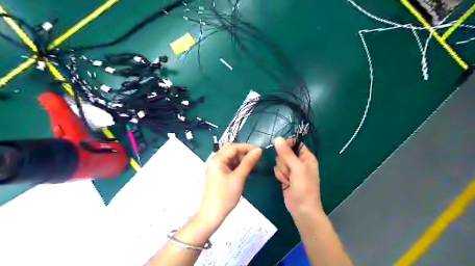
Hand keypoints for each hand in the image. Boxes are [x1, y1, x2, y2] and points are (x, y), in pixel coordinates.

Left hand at [198, 143, 260, 226]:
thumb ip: (248, 162)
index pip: (234, 147)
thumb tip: (258, 150)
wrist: (212, 214)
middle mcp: (215, 160)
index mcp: (217, 159)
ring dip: (240, 158)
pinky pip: (228, 164)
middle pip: (230, 150)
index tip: (260, 151)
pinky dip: (237, 164)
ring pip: (230, 157)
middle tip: (255, 158)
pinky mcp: (217, 173)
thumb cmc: (225, 195)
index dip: (247, 147)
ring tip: (251, 165)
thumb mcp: (239, 177)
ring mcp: (215, 167)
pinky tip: (244, 169)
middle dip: (243, 152)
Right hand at [272, 139, 325, 216]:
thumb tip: (277, 138)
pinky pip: (277, 170)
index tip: (278, 145)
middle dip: (284, 161)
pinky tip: (285, 183)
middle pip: (284, 152)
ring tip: (289, 179)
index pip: (295, 143)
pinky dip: (280, 176)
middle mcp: (299, 161)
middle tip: (290, 171)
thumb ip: (287, 153)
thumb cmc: (304, 188)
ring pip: (279, 161)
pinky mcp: (285, 176)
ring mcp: (291, 170)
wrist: (302, 209)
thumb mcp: (297, 168)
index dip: (286, 143)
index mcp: (307, 157)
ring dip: (282, 170)